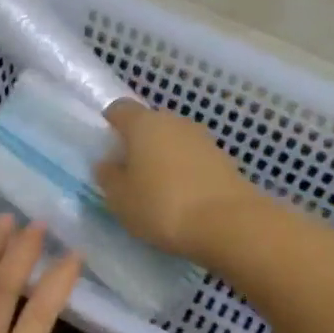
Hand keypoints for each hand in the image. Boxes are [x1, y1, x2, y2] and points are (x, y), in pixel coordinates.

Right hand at [95, 100, 258, 261]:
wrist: (227, 223)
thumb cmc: (161, 206)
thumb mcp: (120, 198)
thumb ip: (108, 176)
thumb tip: (108, 163)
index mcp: (144, 123)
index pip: (119, 109)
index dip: (109, 125)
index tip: (106, 148)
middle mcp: (175, 122)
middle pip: (150, 124)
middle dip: (138, 143)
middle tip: (129, 173)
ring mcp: (203, 139)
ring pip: (174, 141)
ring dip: (163, 158)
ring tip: (156, 190)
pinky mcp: (224, 160)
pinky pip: (194, 159)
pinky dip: (185, 172)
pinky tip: (182, 198)